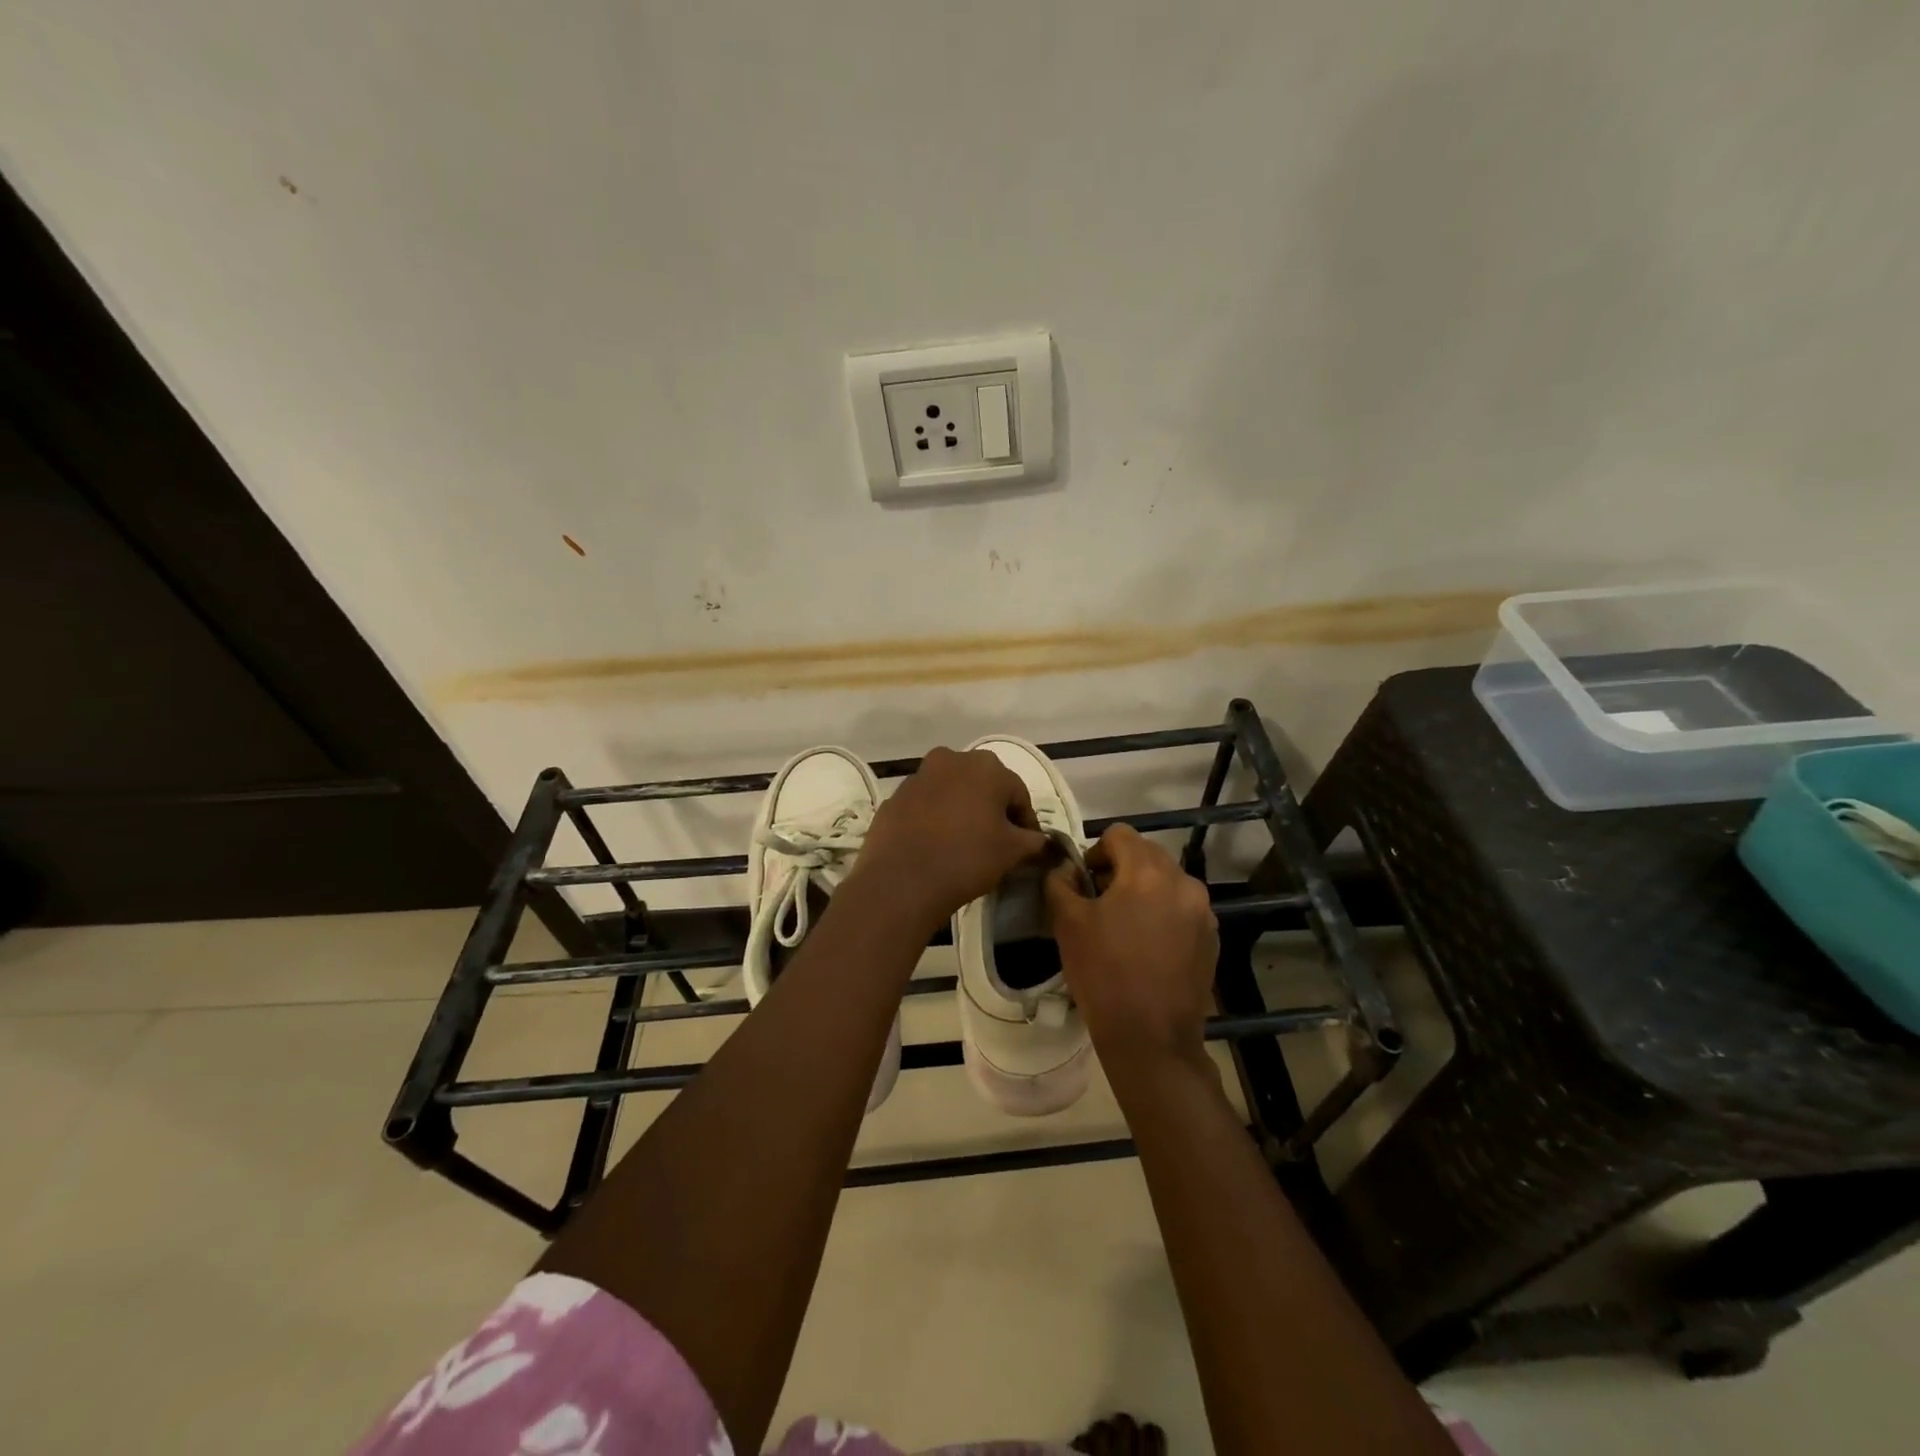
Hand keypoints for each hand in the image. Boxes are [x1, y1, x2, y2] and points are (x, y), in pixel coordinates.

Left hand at [854, 747, 1048, 929]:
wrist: (901, 881)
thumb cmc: (966, 858)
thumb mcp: (1012, 852)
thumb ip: (1033, 840)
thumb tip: (1039, 839)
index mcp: (987, 766)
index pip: (1018, 794)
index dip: (1026, 822)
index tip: (1027, 847)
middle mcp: (952, 759)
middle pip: (983, 785)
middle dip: (993, 810)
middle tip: (998, 842)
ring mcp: (919, 776)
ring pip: (952, 791)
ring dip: (963, 810)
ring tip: (966, 842)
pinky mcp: (895, 796)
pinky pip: (926, 805)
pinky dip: (936, 818)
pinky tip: (937, 845)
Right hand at [1044, 823, 1218, 1071]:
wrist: (1151, 1038)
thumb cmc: (1103, 974)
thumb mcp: (1067, 924)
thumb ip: (1059, 882)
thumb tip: (1063, 867)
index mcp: (1147, 872)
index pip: (1119, 834)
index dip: (1095, 851)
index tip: (1084, 882)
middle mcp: (1183, 882)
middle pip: (1146, 855)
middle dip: (1120, 870)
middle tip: (1099, 903)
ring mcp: (1203, 911)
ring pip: (1166, 882)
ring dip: (1143, 891)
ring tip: (1124, 926)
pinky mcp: (1212, 938)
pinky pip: (1182, 909)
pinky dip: (1163, 914)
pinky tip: (1147, 947)